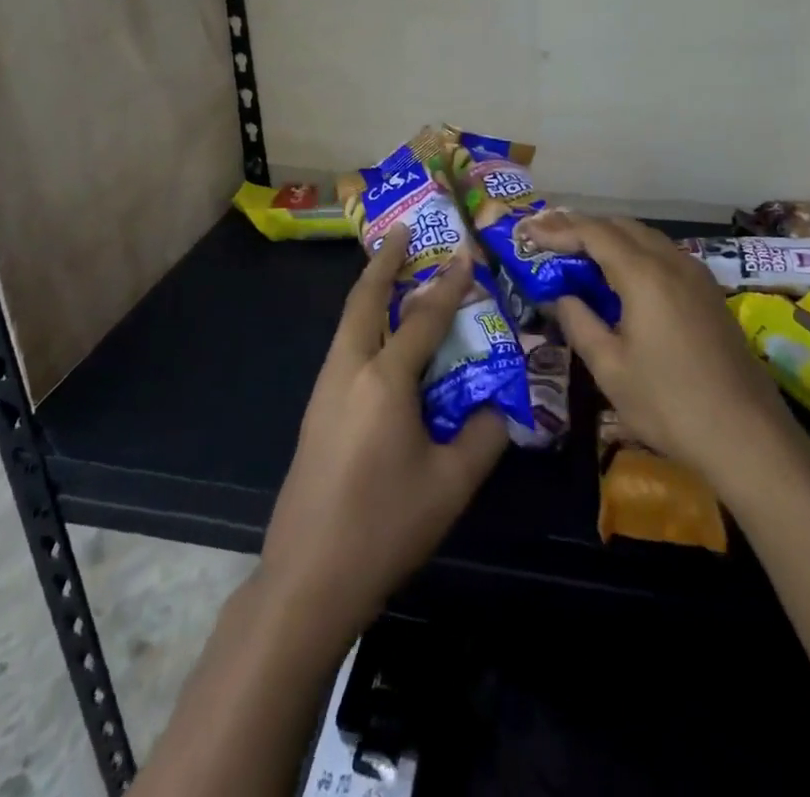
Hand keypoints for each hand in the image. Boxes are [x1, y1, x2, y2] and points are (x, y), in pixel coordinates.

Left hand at [259, 237, 509, 641]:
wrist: (308, 578)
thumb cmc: (385, 526)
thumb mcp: (451, 485)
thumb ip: (484, 436)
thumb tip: (501, 404)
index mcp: (385, 380)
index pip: (423, 318)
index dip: (448, 285)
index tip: (465, 254)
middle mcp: (349, 369)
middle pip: (364, 299)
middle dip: (385, 260)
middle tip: (405, 230)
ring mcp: (324, 388)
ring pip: (348, 321)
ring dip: (370, 289)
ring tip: (393, 272)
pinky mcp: (315, 409)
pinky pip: (343, 346)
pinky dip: (363, 322)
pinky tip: (380, 338)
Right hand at [524, 212, 793, 487]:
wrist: (748, 436)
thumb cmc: (670, 404)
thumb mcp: (610, 368)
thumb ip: (579, 323)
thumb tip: (560, 296)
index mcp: (644, 275)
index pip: (594, 233)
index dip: (558, 230)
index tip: (528, 234)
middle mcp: (672, 262)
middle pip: (621, 226)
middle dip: (582, 228)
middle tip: (548, 241)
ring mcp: (696, 275)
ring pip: (645, 237)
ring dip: (610, 239)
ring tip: (578, 255)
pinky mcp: (709, 293)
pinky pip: (664, 255)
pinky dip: (634, 253)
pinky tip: (621, 278)